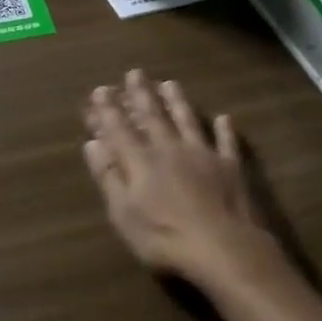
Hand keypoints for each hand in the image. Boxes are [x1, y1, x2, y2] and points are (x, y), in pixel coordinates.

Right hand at [82, 71, 275, 290]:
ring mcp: (202, 154)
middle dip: (140, 94)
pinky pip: (226, 142)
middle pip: (152, 117)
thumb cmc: (164, 237)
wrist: (222, 248)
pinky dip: (224, 130)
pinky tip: (224, 118)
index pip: (119, 129)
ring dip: (177, 102)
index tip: (101, 89)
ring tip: (169, 83)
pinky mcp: (228, 167)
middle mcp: (169, 149)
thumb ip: (108, 176)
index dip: (108, 109)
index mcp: (141, 161)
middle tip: (135, 72)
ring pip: (187, 120)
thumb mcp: (123, 213)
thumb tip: (92, 143)